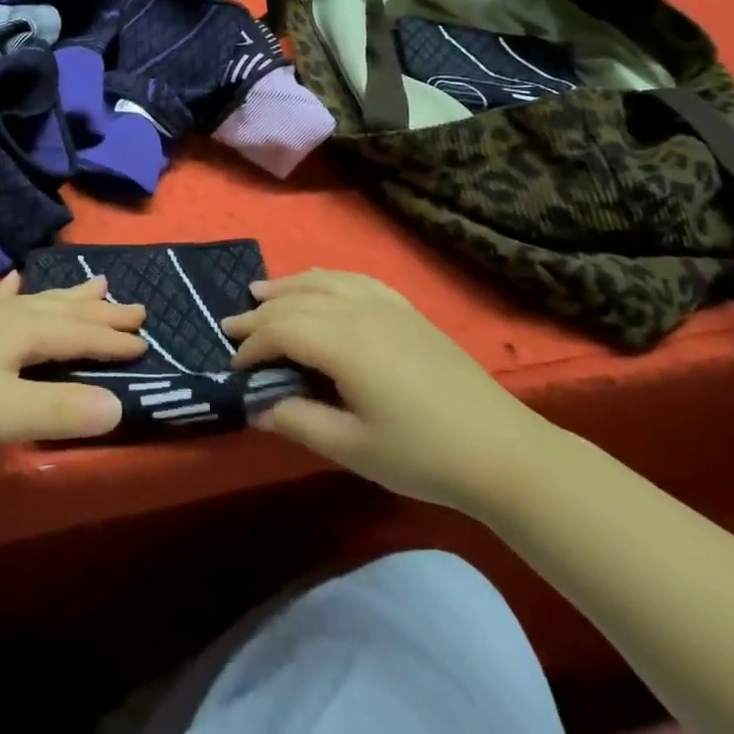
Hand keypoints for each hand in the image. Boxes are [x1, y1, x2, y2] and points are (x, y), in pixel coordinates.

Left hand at [0, 274, 146, 467]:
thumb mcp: (4, 416)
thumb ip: (61, 410)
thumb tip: (120, 406)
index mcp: (21, 332)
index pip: (79, 333)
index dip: (112, 339)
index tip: (146, 341)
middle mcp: (5, 317)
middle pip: (62, 310)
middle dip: (100, 311)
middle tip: (135, 303)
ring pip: (35, 301)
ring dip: (67, 296)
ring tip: (94, 282)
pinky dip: (9, 290)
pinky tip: (11, 279)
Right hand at [224, 270, 551, 514]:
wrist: (503, 451)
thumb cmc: (423, 454)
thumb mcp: (353, 448)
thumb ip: (299, 422)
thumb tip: (258, 407)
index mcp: (343, 343)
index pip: (280, 330)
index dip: (252, 347)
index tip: (236, 370)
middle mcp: (359, 311)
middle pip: (295, 301)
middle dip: (259, 314)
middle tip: (230, 327)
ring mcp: (386, 306)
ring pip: (323, 282)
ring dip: (287, 286)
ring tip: (260, 292)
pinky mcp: (406, 310)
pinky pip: (355, 280)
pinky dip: (326, 279)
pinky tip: (319, 285)